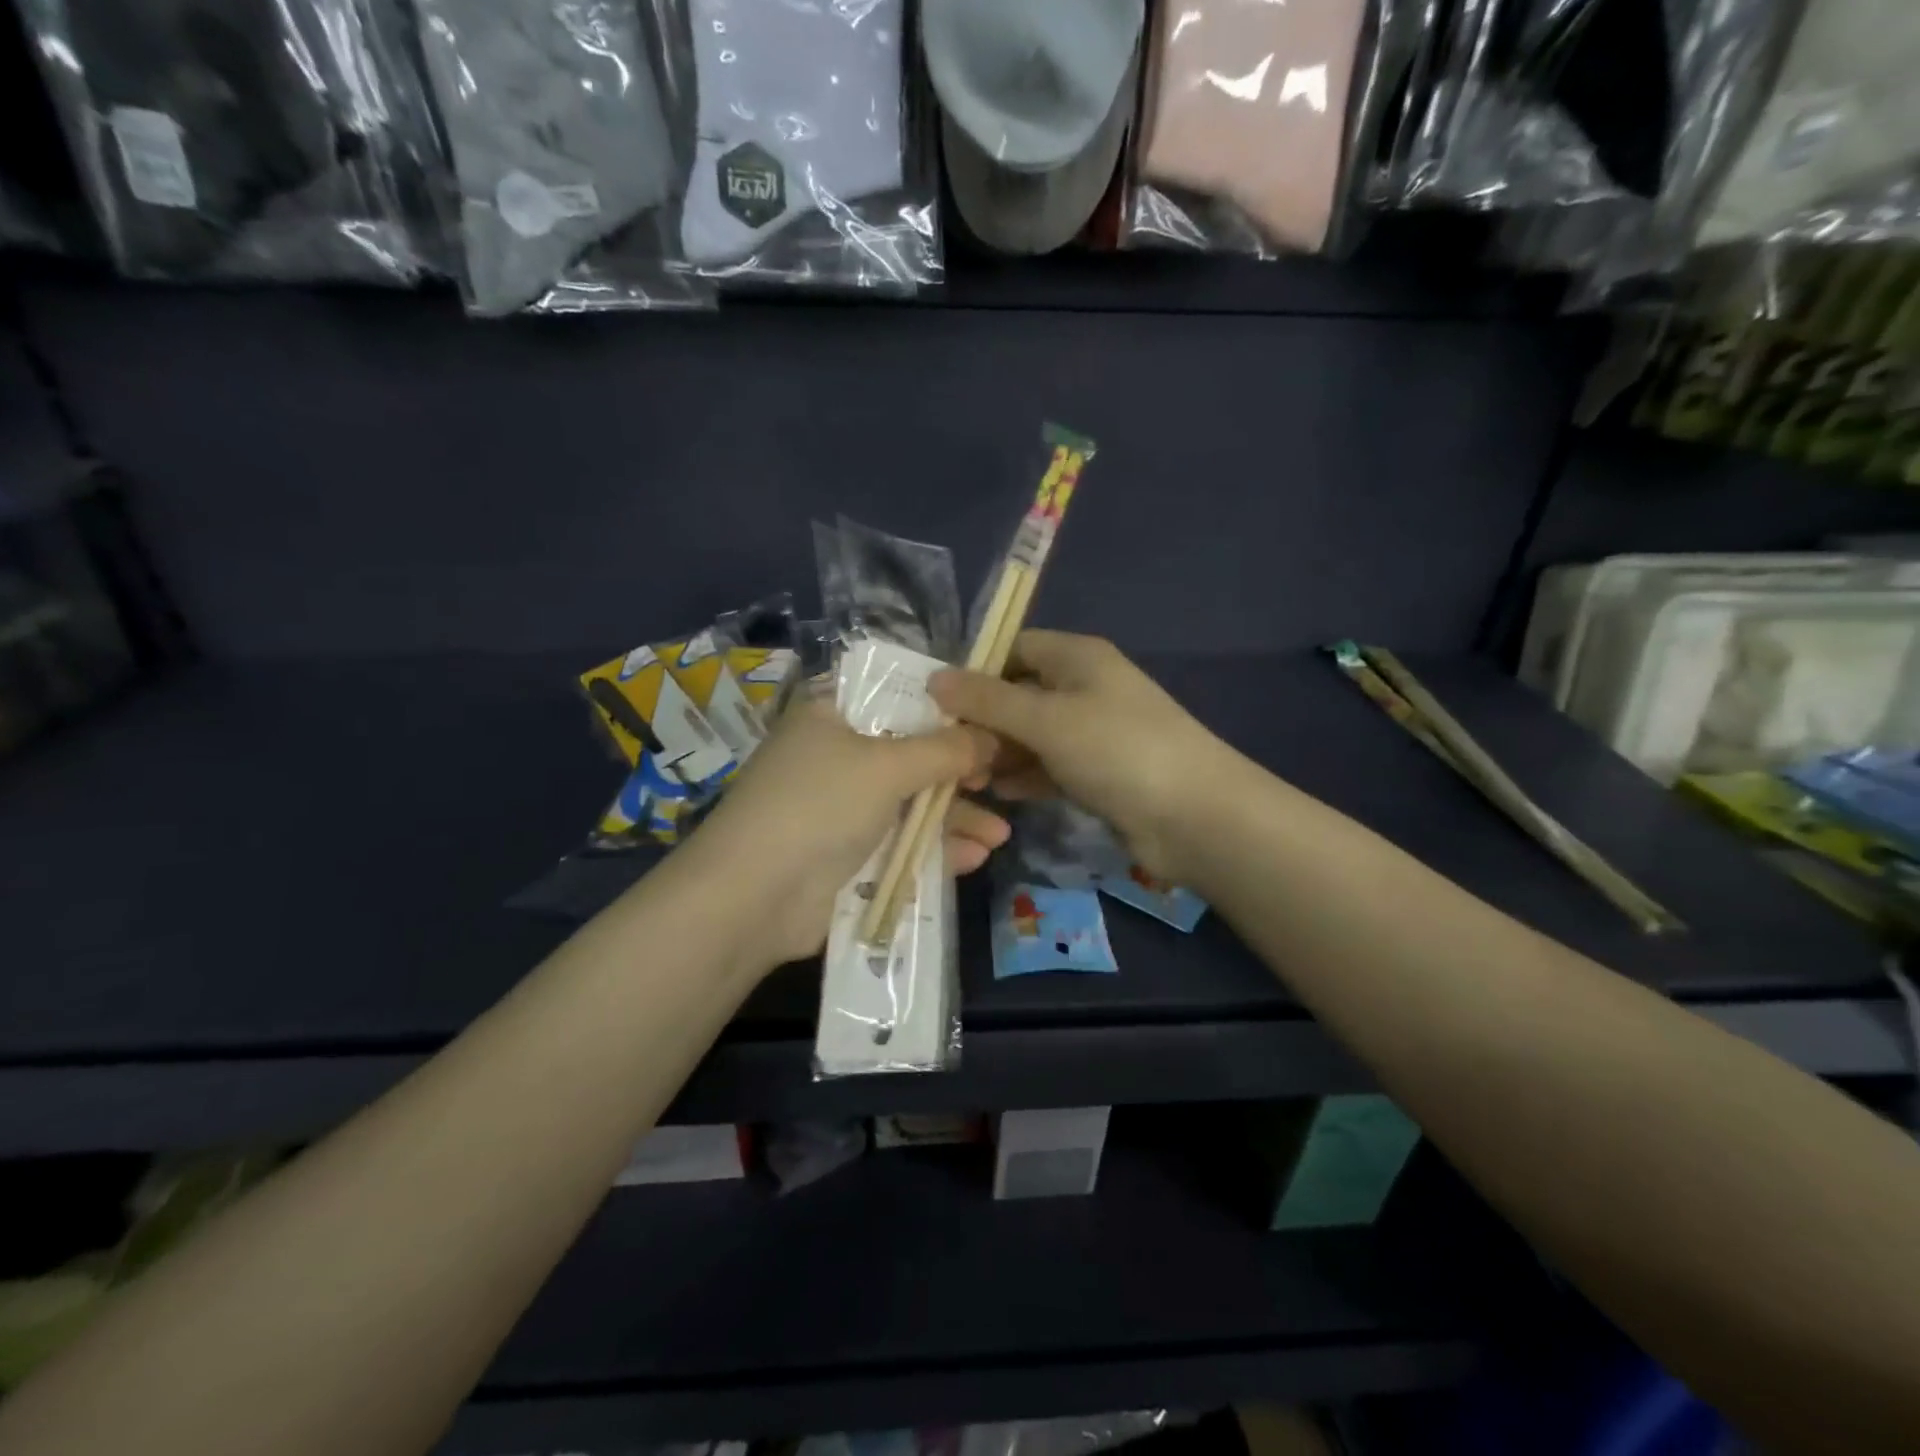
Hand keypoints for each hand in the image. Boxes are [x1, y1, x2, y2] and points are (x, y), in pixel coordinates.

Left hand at [681, 698, 1008, 967]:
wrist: (755, 897)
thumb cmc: (819, 805)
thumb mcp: (887, 765)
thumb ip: (946, 750)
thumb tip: (993, 737)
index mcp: (833, 715)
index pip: (897, 698)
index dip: (945, 709)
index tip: (990, 722)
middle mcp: (837, 756)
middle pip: (911, 754)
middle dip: (959, 773)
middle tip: (1001, 781)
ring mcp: (842, 808)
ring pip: (911, 803)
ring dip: (955, 818)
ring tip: (1001, 835)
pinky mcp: (848, 854)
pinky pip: (901, 842)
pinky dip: (936, 848)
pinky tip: (976, 856)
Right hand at [930, 631, 1234, 882]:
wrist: (1194, 816)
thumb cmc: (1116, 750)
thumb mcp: (1045, 719)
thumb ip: (988, 700)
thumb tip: (934, 678)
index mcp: (1077, 657)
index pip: (1013, 648)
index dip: (975, 670)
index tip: (936, 703)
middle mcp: (1084, 687)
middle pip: (1019, 694)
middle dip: (982, 720)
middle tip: (945, 751)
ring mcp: (1093, 732)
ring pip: (1032, 735)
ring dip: (1000, 753)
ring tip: (964, 777)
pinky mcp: (1098, 772)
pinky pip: (1050, 766)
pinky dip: (1025, 776)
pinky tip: (999, 794)